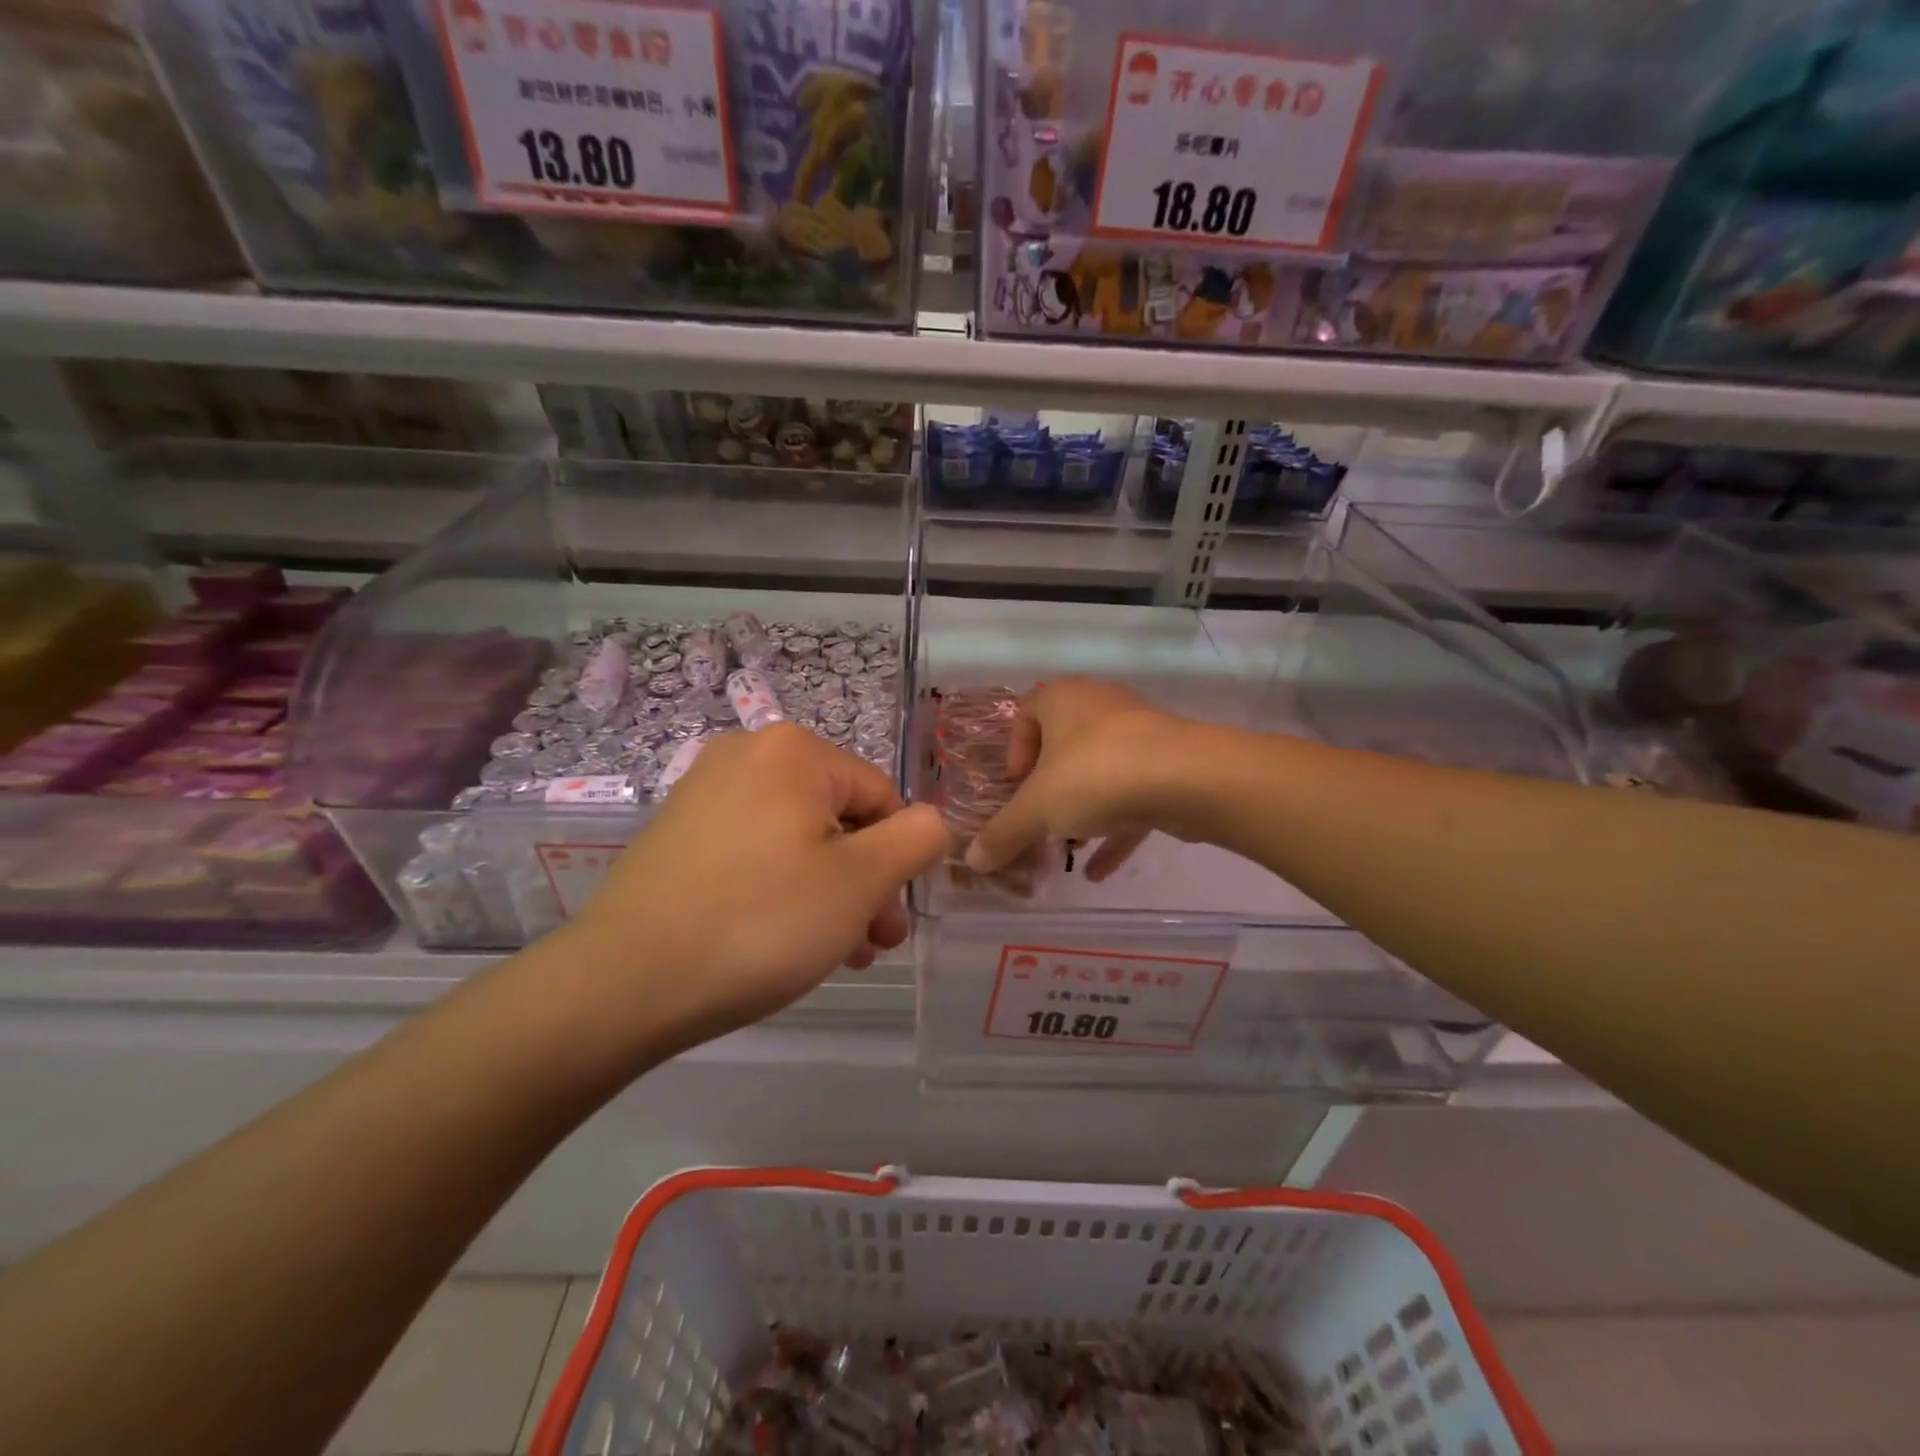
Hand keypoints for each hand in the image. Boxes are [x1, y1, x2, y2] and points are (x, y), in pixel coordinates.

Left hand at [571, 725, 949, 1051]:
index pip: (882, 797)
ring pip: (798, 839)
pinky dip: (780, 888)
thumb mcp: (861, 881)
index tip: (889, 922)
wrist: (623, 982)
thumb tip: (931, 821)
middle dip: (863, 882)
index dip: (896, 860)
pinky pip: (755, 850)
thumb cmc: (761, 923)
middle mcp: (747, 754)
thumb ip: (917, 839)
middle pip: (838, 817)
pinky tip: (782, 939)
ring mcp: (705, 790)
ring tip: (833, 953)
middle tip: (869, 945)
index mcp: (794, 750)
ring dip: (828, 892)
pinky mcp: (679, 831)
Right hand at [964, 678, 1190, 881]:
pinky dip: (1114, 829)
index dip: (1014, 750)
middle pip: (1064, 744)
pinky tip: (1099, 871)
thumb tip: (973, 861)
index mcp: (1063, 699)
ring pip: (1100, 770)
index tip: (1015, 787)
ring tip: (1068, 845)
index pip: (1027, 711)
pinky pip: (1131, 796)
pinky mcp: (1167, 764)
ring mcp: (1139, 733)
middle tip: (1039, 816)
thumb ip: (1003, 833)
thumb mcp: (1036, 809)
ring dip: (1082, 808)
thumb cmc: (1096, 775)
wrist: (1188, 778)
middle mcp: (1100, 706)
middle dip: (1049, 785)